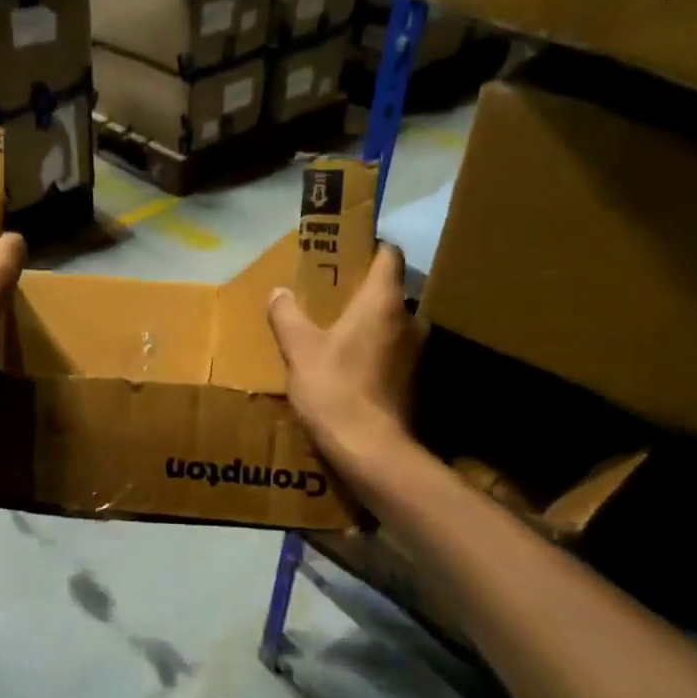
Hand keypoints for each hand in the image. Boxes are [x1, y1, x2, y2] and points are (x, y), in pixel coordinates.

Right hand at [267, 244, 422, 462]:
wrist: (370, 450)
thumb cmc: (334, 389)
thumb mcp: (299, 349)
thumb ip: (288, 315)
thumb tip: (279, 292)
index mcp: (383, 302)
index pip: (389, 255)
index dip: (370, 247)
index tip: (346, 251)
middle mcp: (410, 319)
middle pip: (390, 290)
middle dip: (364, 290)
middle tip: (332, 295)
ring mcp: (417, 352)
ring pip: (394, 323)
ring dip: (371, 323)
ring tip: (339, 332)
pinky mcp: (415, 380)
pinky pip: (394, 351)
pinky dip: (376, 351)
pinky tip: (351, 365)